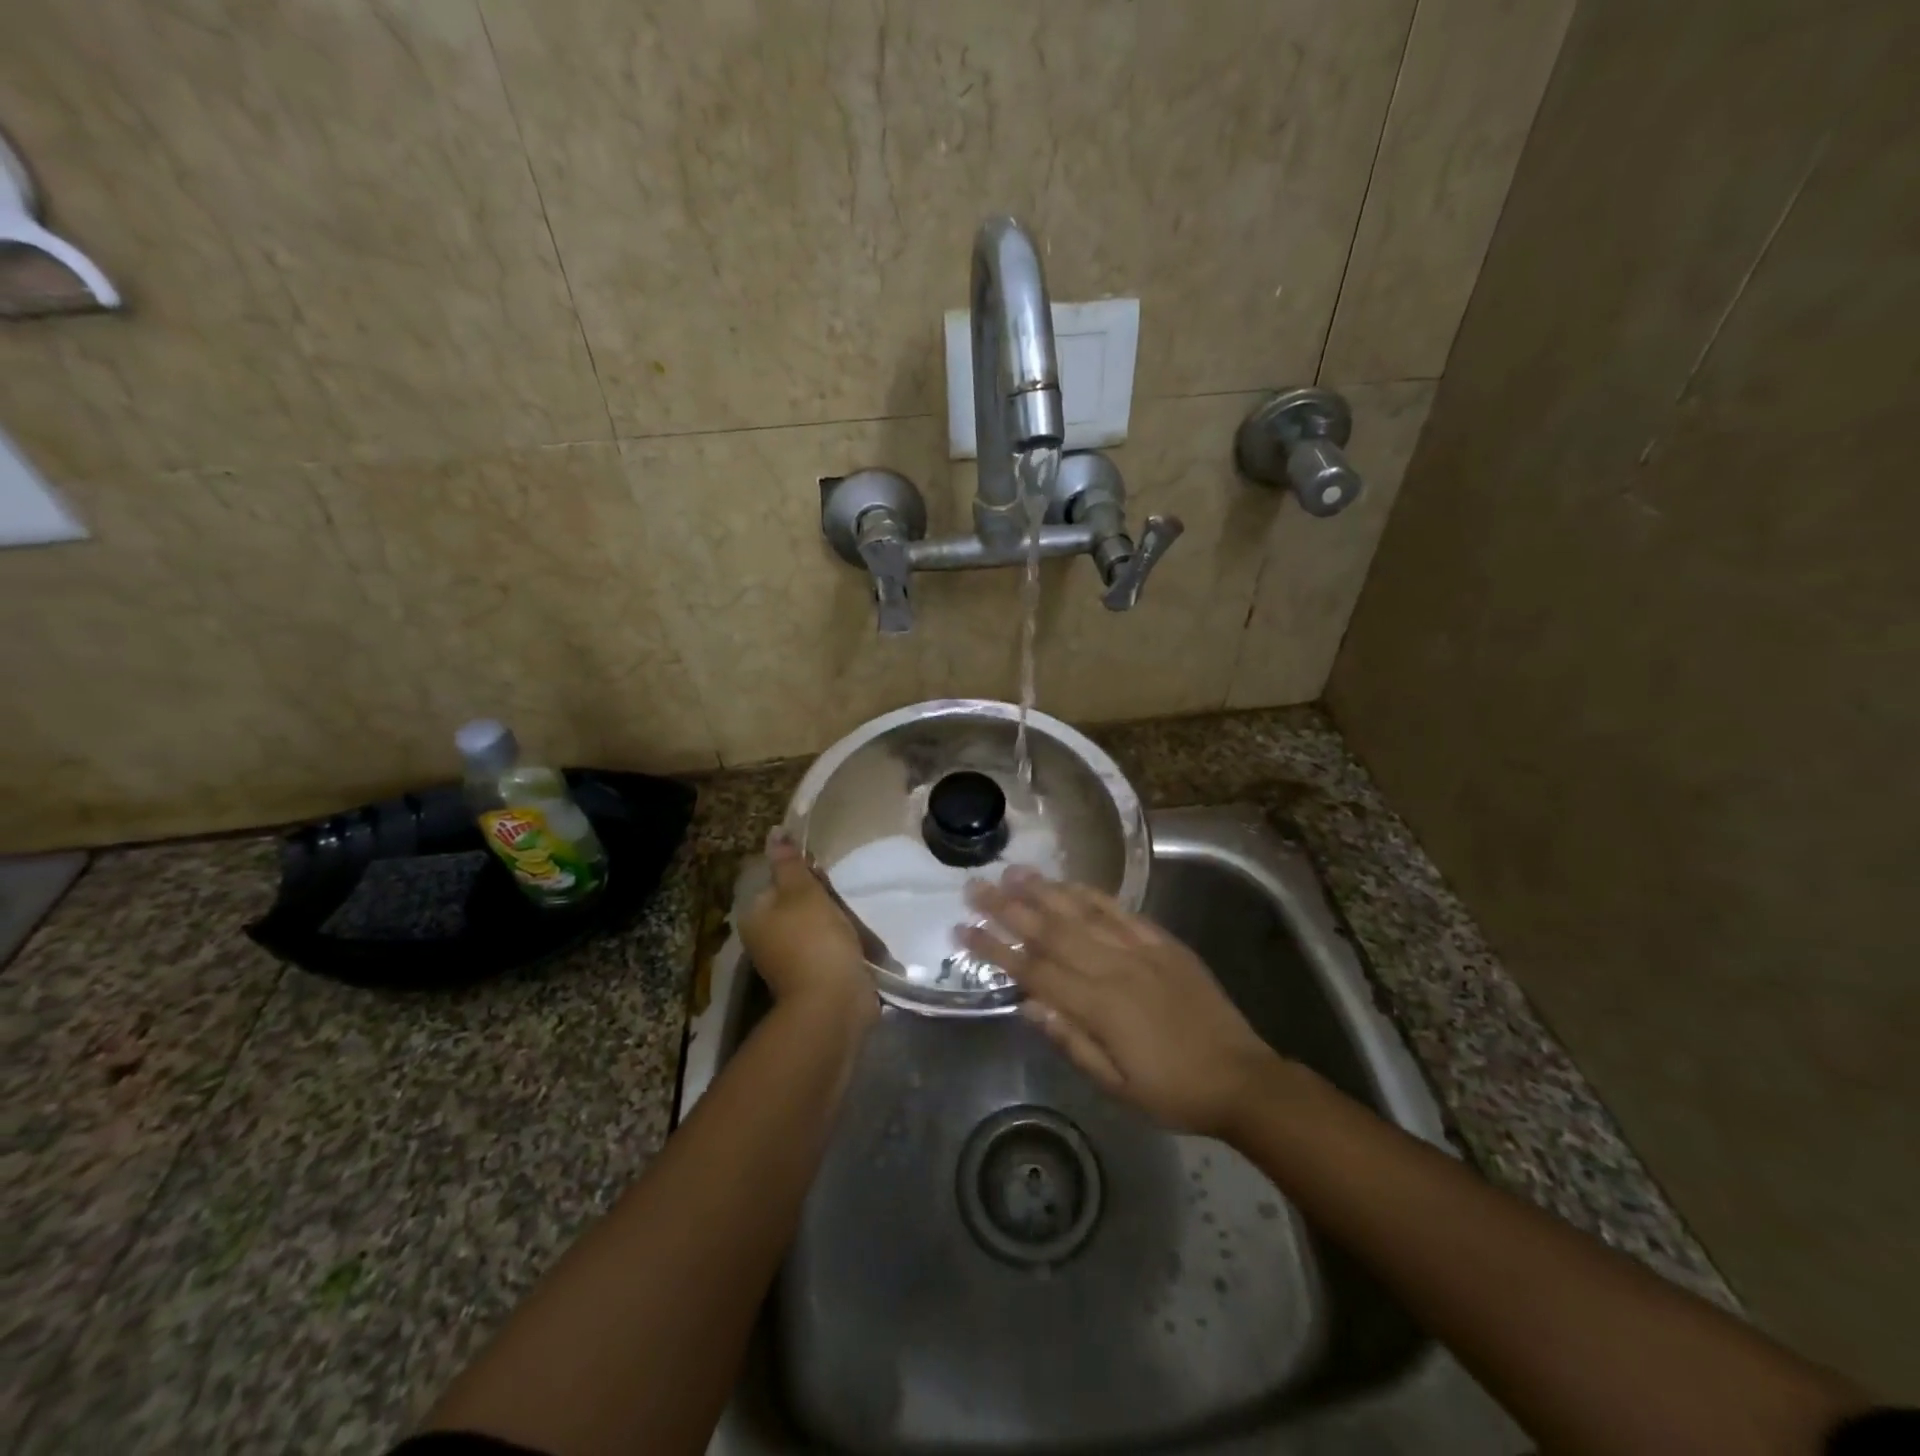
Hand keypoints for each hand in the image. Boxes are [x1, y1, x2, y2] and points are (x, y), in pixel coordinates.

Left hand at [741, 831, 875, 1022]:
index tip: (824, 874)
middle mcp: (765, 939)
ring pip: (813, 926)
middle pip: (794, 904)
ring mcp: (789, 961)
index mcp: (755, 917)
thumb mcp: (802, 891)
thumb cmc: (814, 939)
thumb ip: (789, 862)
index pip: (775, 881)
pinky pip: (828, 948)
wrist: (834, 1002)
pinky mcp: (814, 976)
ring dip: (834, 920)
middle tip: (841, 897)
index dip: (801, 873)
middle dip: (820, 898)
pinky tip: (858, 940)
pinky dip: (842, 942)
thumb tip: (774, 832)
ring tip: (855, 917)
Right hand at [962, 868, 1282, 1136]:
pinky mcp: (1163, 942)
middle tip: (975, 886)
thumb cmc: (1172, 1092)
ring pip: (1082, 912)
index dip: (995, 949)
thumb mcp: (1115, 1085)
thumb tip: (1027, 1004)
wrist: (1241, 1078)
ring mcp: (1141, 949)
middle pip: (1051, 931)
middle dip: (1008, 908)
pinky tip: (1067, 883)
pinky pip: (1121, 911)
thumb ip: (1070, 1040)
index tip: (963, 930)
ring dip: (1043, 890)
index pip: (1034, 970)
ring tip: (1012, 871)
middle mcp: (1114, 968)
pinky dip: (1091, 894)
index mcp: (1099, 1007)